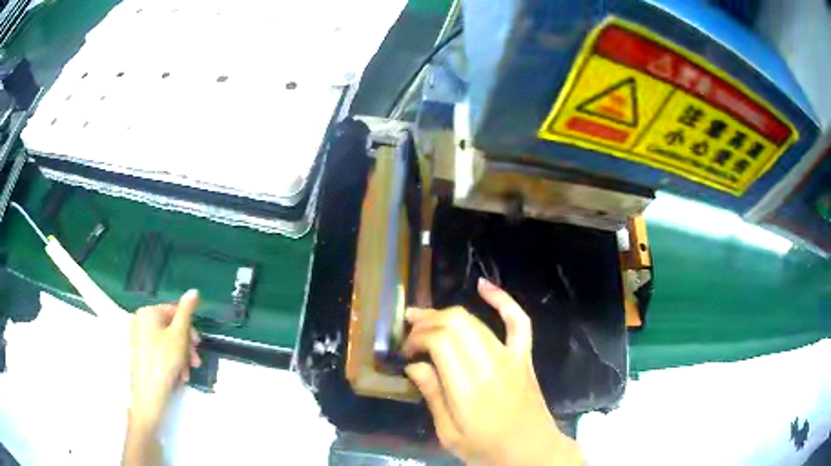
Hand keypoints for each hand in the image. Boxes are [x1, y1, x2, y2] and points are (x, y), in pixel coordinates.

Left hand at [129, 290, 201, 430]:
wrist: (149, 393)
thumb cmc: (164, 360)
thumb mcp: (179, 335)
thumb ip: (186, 312)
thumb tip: (194, 290)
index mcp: (149, 312)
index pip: (174, 311)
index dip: (189, 328)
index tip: (199, 345)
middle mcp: (141, 320)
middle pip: (171, 328)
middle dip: (186, 347)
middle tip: (196, 362)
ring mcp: (139, 337)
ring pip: (167, 343)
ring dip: (181, 358)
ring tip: (187, 374)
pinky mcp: (140, 353)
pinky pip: (160, 352)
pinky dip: (171, 362)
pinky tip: (178, 377)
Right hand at [402, 278, 581, 464]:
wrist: (532, 451)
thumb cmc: (487, 449)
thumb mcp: (449, 434)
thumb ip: (432, 396)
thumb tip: (413, 366)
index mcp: (468, 387)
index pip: (439, 341)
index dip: (416, 338)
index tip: (406, 352)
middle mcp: (490, 364)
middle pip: (455, 323)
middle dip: (427, 322)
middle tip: (410, 333)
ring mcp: (511, 356)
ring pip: (475, 320)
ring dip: (447, 314)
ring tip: (425, 317)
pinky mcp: (524, 356)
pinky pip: (518, 320)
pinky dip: (502, 299)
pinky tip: (483, 285)